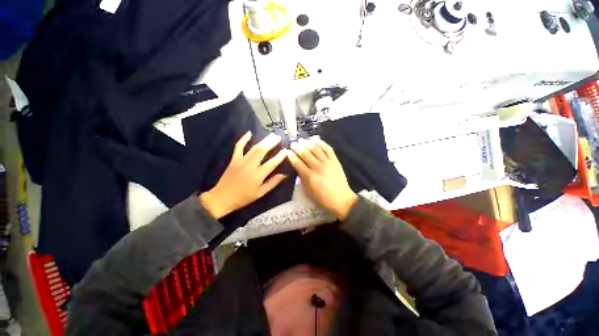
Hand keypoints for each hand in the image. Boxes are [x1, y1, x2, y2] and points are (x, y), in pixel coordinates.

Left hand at [199, 131, 287, 218]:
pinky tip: (249, 133)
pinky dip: (243, 139)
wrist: (222, 198)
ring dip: (263, 140)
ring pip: (254, 148)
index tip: (285, 150)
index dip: (280, 156)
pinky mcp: (234, 159)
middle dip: (271, 143)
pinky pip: (238, 147)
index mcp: (258, 175)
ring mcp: (241, 161)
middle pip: (262, 151)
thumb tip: (283, 175)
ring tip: (271, 135)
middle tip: (278, 137)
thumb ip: (272, 183)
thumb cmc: (243, 198)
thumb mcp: (260, 193)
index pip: (272, 163)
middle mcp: (250, 166)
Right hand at [287, 137, 357, 219]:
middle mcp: (317, 167)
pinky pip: (327, 149)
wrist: (341, 199)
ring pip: (316, 149)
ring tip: (302, 140)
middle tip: (293, 143)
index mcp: (309, 176)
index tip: (287, 151)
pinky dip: (321, 143)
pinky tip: (315, 140)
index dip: (291, 156)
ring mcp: (327, 162)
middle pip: (305, 154)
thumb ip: (302, 178)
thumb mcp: (308, 191)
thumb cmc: (322, 198)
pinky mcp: (335, 160)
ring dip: (307, 143)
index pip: (297, 163)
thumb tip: (298, 167)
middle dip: (297, 147)